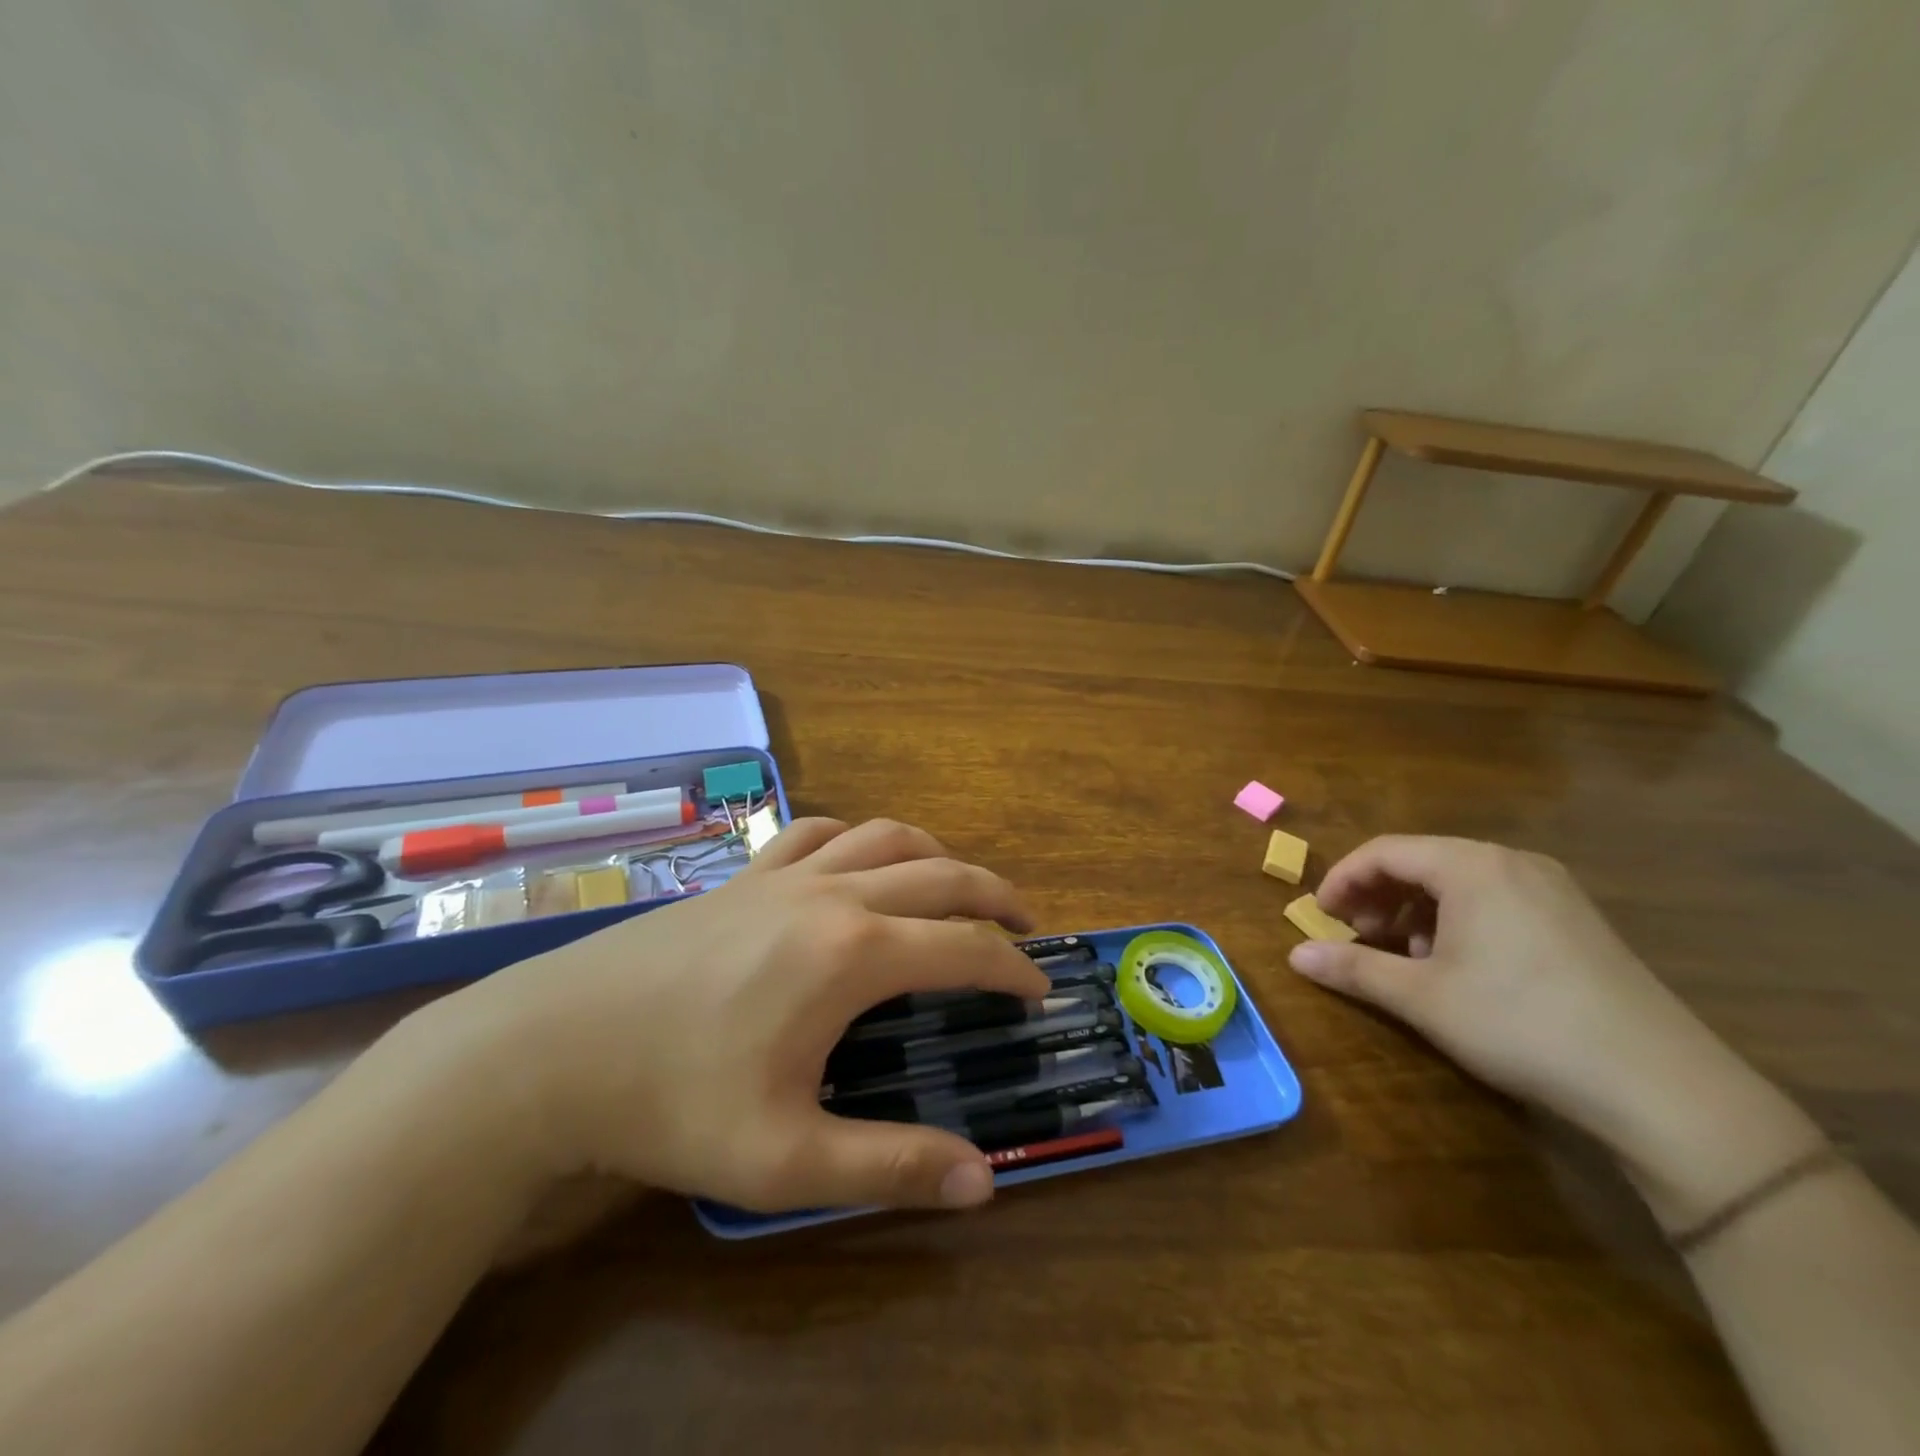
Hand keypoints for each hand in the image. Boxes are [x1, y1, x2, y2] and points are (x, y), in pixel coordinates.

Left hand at [433, 818, 1048, 1213]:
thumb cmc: (671, 1103)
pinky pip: (819, 832)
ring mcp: (783, 875)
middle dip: (995, 895)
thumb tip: (983, 1182)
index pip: (963, 946)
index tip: (1038, 989)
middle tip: (1025, 925)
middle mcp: (832, 895)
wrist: (549, 1049)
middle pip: (940, 874)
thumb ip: (889, 1166)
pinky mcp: (743, 874)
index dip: (1012, 967)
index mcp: (852, 954)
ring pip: (885, 836)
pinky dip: (860, 836)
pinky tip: (860, 858)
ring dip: (936, 855)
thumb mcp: (785, 1158)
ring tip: (957, 884)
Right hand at [1287, 835, 1830, 1231]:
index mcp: (1472, 866)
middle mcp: (1513, 863)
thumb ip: (1353, 970)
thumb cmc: (1521, 1024)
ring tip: (1405, 954)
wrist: (1663, 1087)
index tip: (1321, 916)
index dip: (1342, 879)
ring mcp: (1553, 889)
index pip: (1384, 851)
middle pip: (1422, 860)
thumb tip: (1294, 957)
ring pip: (1459, 881)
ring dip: (1416, 909)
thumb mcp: (1423, 998)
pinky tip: (1459, 965)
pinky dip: (1458, 920)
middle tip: (1357, 936)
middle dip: (1378, 894)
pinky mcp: (1577, 920)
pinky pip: (1496, 899)